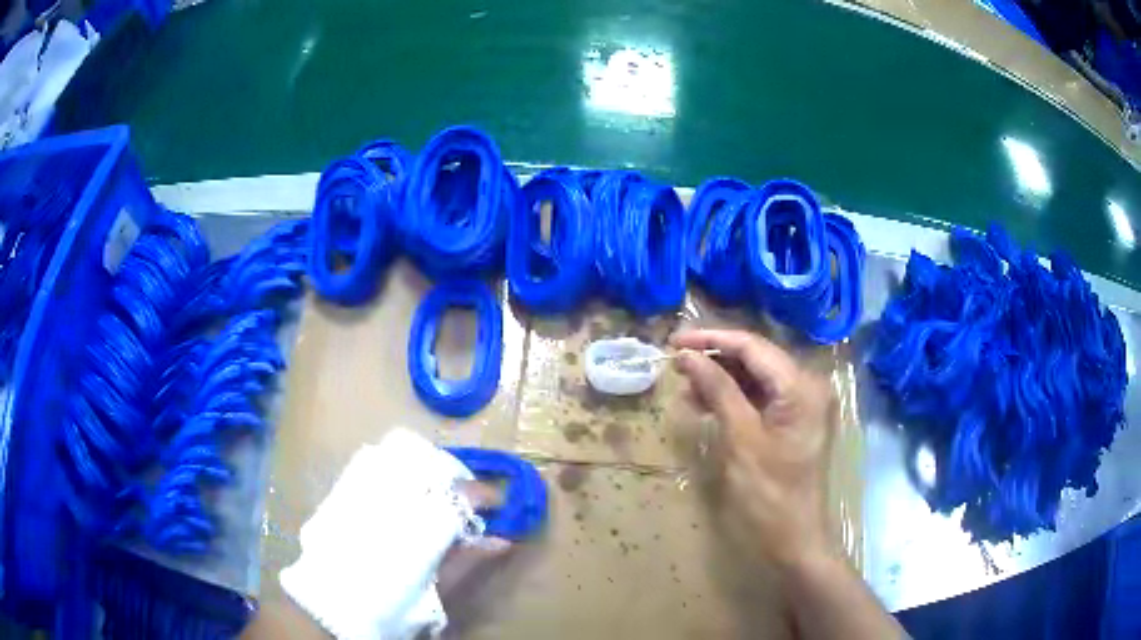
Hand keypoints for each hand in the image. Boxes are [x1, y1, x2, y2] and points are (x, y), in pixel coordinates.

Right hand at [670, 329, 836, 570]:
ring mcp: (802, 404)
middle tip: (676, 366)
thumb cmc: (768, 492)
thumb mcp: (740, 438)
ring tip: (685, 389)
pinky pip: (760, 398)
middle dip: (715, 359)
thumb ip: (717, 389)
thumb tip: (687, 355)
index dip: (711, 340)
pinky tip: (705, 405)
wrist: (793, 538)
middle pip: (755, 358)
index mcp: (801, 384)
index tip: (673, 341)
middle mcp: (807, 385)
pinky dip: (733, 399)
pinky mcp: (793, 421)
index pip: (752, 346)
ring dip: (721, 379)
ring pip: (756, 377)